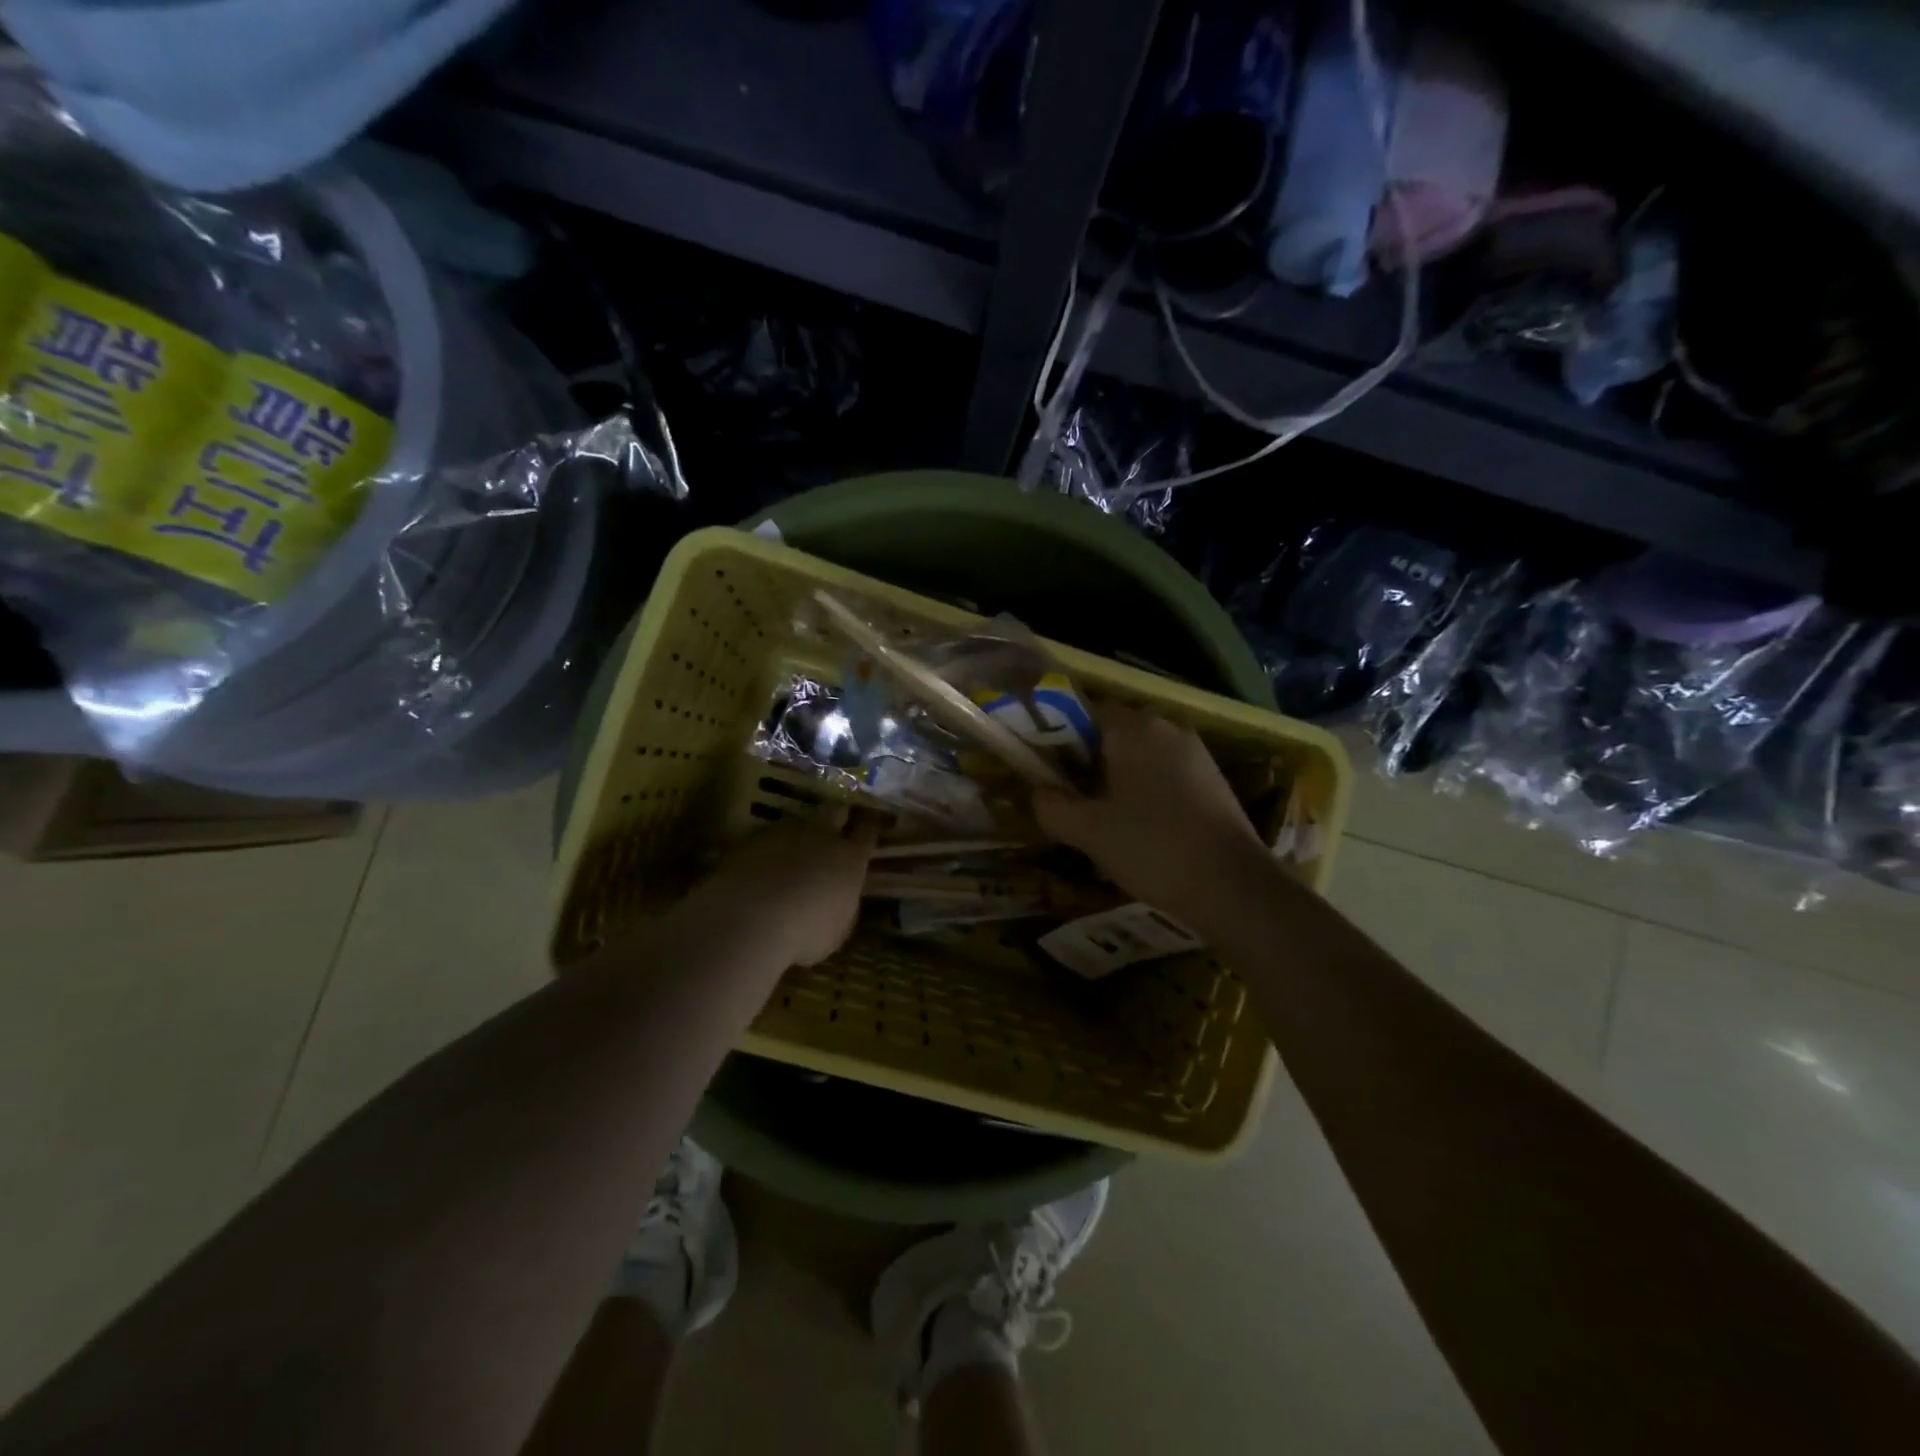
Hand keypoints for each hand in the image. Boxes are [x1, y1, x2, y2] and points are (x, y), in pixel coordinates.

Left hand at [686, 807, 880, 966]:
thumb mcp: (837, 930)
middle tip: (836, 823)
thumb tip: (841, 900)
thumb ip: (843, 907)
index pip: (868, 830)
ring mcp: (785, 832)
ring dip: (800, 832)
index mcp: (850, 858)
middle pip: (835, 810)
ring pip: (799, 820)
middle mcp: (822, 836)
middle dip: (838, 815)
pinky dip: (768, 847)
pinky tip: (761, 864)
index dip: (869, 826)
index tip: (870, 824)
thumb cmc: (805, 933)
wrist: (750, 919)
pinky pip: (766, 836)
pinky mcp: (752, 838)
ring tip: (793, 849)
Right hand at [1032, 700, 1264, 926]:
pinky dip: (1147, 790)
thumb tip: (1039, 792)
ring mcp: (1195, 753)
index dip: (1060, 736)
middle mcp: (1166, 728)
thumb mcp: (1088, 831)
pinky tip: (1142, 827)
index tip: (1047, 769)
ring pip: (1142, 754)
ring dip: (1119, 777)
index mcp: (1133, 728)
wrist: (1232, 885)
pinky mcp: (1213, 779)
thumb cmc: (1151, 847)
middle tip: (1071, 798)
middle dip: (1089, 760)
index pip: (1085, 711)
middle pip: (1114, 732)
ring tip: (1104, 818)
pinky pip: (1166, 773)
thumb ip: (1052, 806)